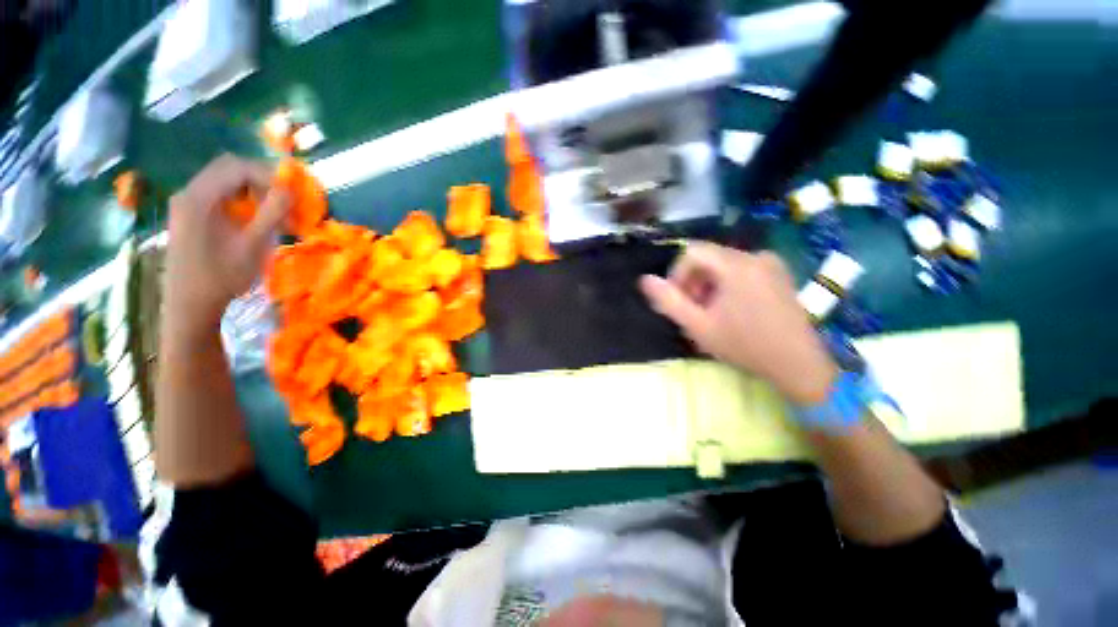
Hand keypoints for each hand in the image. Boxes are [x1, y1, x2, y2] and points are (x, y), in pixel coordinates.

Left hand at [165, 154, 289, 327]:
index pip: (237, 167)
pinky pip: (218, 194)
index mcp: (199, 197)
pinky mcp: (190, 214)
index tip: (291, 195)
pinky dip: (241, 200)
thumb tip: (289, 189)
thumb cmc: (222, 276)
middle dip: (261, 180)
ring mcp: (187, 203)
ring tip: (273, 212)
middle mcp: (189, 192)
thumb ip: (271, 213)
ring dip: (253, 190)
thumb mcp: (252, 245)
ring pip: (224, 180)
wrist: (190, 304)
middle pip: (229, 168)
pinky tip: (254, 219)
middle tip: (284, 201)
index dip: (268, 176)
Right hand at [639, 242, 837, 405]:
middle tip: (694, 312)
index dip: (677, 274)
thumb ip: (669, 301)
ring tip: (711, 314)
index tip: (678, 300)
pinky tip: (731, 310)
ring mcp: (771, 264)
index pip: (692, 252)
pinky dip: (727, 285)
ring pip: (723, 265)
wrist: (799, 364)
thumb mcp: (698, 326)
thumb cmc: (745, 345)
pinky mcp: (779, 274)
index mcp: (737, 265)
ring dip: (709, 286)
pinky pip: (741, 270)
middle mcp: (756, 256)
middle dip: (693, 283)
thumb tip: (645, 280)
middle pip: (708, 258)